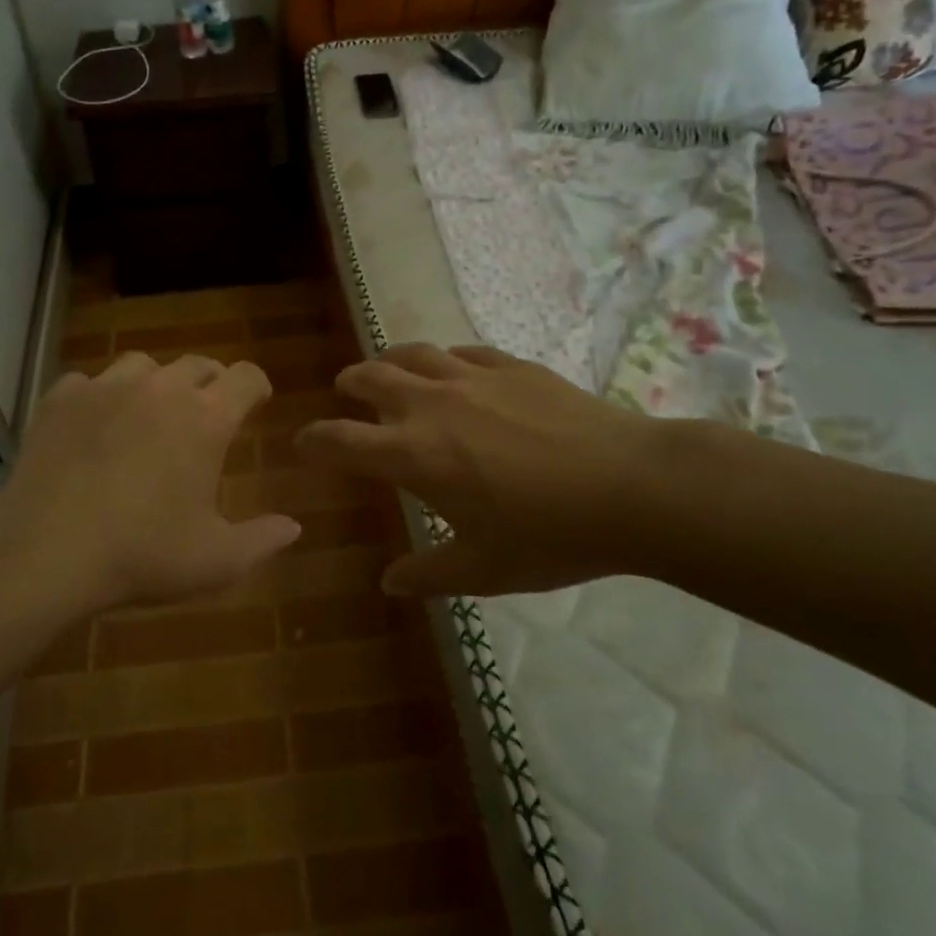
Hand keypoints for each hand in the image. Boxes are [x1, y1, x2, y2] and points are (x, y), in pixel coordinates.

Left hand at [0, 352, 301, 614]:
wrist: (46, 551)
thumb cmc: (141, 555)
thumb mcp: (215, 561)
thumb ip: (262, 541)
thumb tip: (294, 528)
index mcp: (205, 418)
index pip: (245, 377)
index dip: (256, 385)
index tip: (257, 400)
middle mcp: (160, 389)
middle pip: (197, 363)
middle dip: (210, 382)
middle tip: (207, 410)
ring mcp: (106, 387)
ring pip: (142, 363)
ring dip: (155, 382)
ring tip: (149, 411)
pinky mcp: (61, 398)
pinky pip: (89, 381)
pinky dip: (99, 396)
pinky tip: (94, 424)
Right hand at [295, 344, 670, 596]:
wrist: (632, 486)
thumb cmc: (551, 535)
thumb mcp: (484, 569)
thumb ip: (430, 574)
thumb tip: (389, 583)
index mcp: (413, 455)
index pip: (340, 441)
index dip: (312, 441)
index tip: (302, 444)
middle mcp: (431, 405)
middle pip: (369, 378)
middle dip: (349, 384)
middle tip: (346, 393)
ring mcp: (472, 377)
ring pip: (413, 354)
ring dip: (390, 361)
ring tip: (389, 371)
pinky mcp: (511, 365)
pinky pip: (462, 353)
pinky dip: (444, 360)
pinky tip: (455, 372)